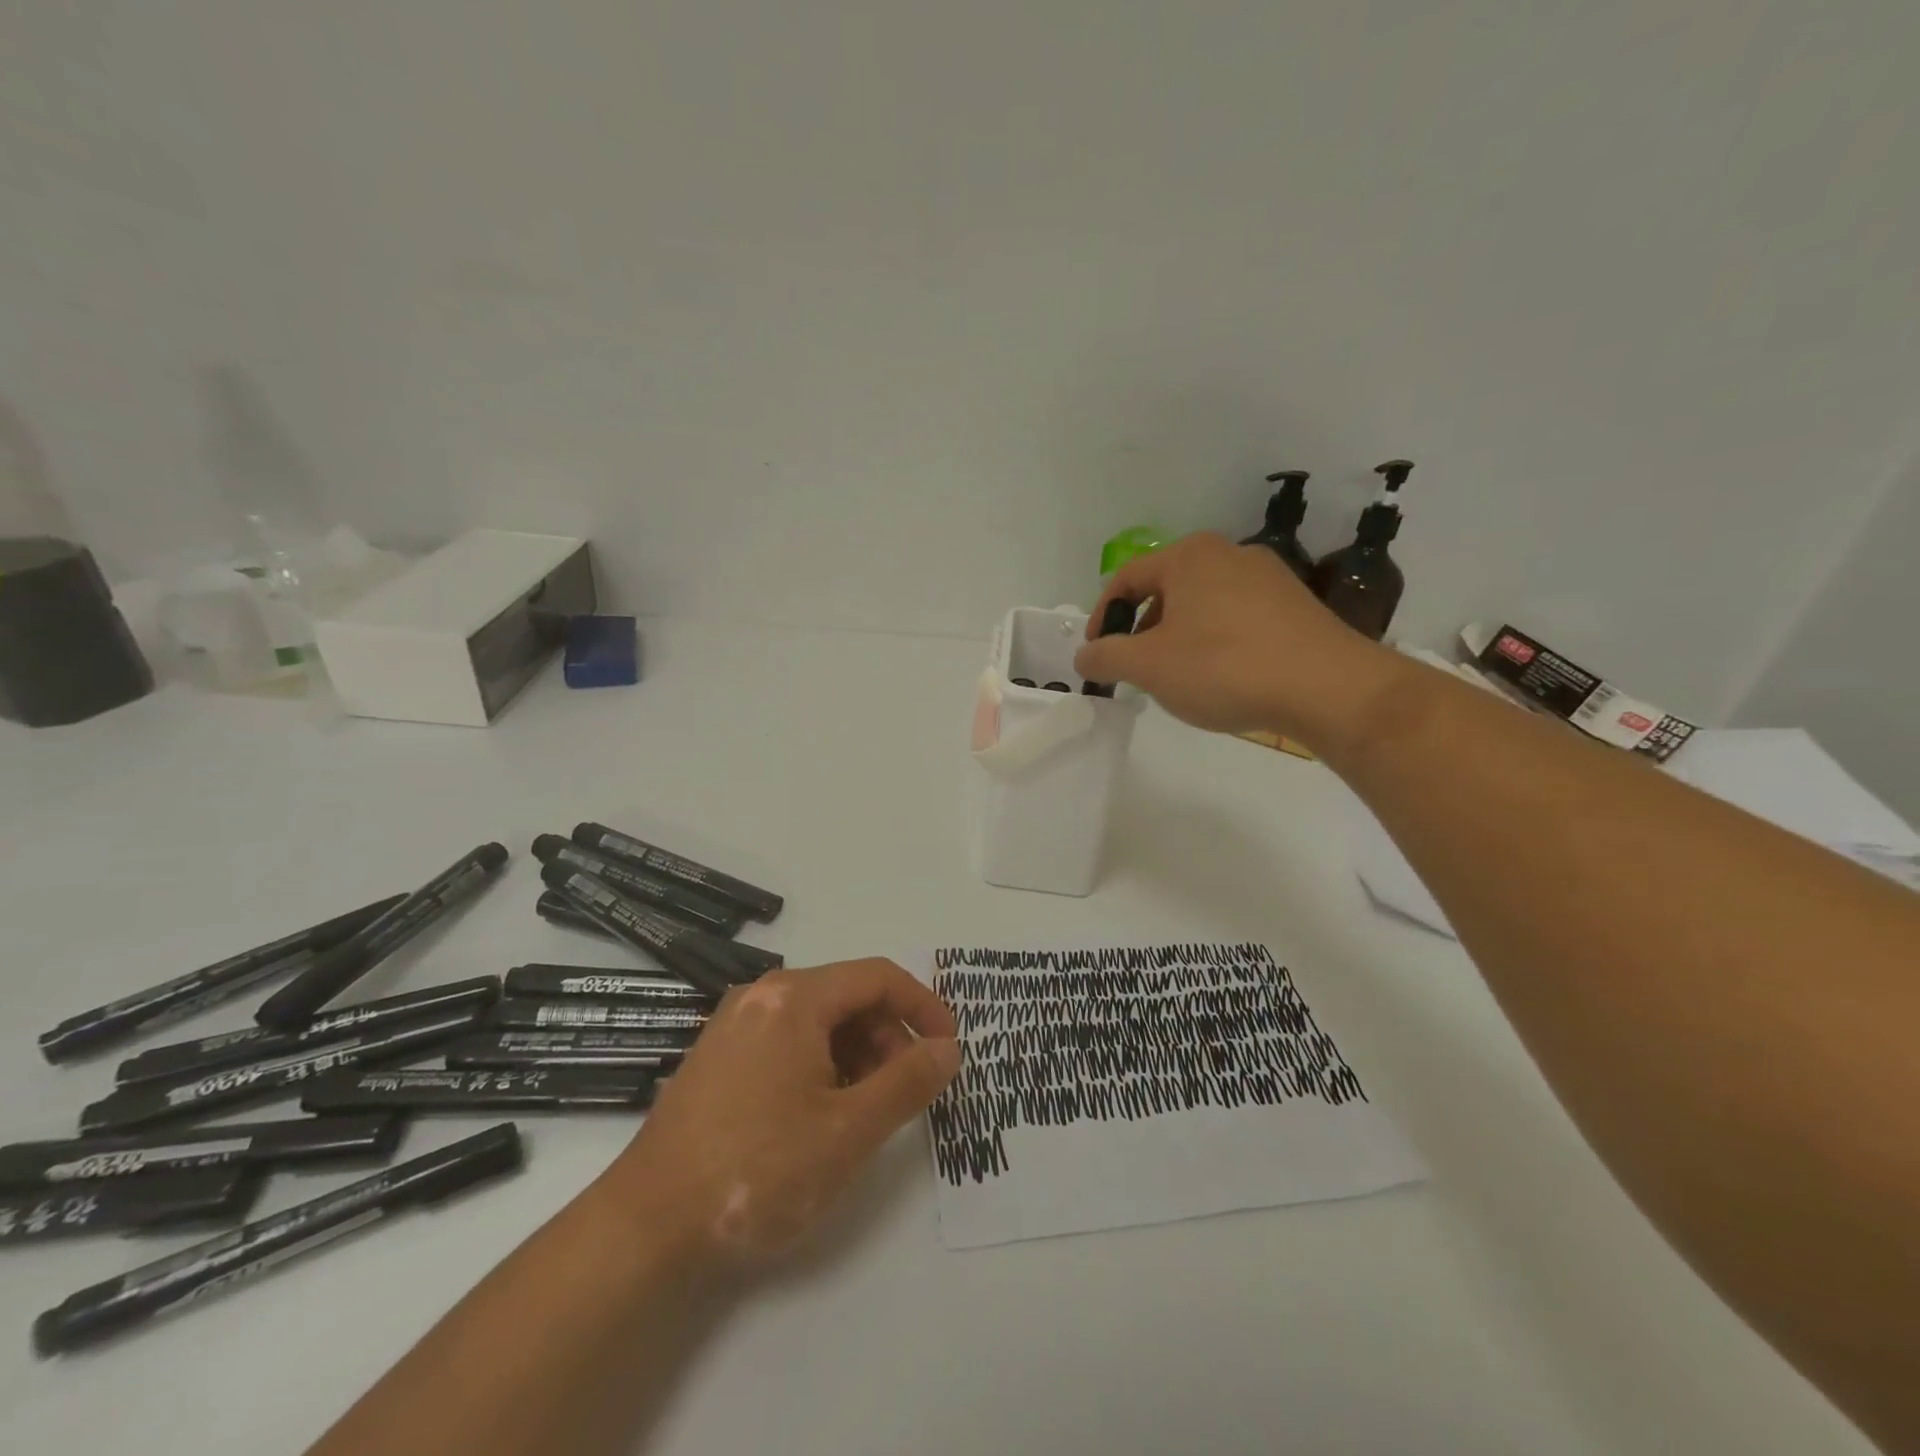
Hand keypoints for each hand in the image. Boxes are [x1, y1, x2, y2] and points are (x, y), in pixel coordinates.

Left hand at [597, 959, 959, 1270]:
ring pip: (818, 1020)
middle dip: (888, 1037)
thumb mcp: (848, 1131)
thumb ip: (908, 1083)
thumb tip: (948, 1049)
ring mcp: (735, 1024)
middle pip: (848, 996)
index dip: (924, 1006)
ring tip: (864, 1111)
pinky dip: (821, 1064)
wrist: (645, 1228)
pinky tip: (821, 1115)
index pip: (879, 977)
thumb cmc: (757, 1171)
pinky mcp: (720, 1055)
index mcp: (795, 998)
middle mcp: (763, 996)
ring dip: (857, 1054)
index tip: (948, 1048)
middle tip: (904, 1092)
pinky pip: (788, 1040)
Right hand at [1075, 532, 1407, 747]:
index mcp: (1188, 556)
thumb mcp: (1148, 666)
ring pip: (1201, 605)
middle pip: (1165, 590)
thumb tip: (1084, 656)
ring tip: (1180, 678)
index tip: (1097, 655)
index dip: (1102, 618)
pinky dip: (1216, 642)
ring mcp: (1268, 576)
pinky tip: (1224, 676)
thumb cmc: (1224, 667)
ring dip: (1178, 638)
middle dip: (1142, 630)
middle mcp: (1228, 553)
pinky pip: (1236, 618)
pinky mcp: (1295, 604)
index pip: (1125, 579)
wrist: (1328, 688)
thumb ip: (1106, 657)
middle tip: (1137, 669)